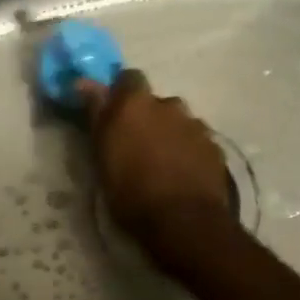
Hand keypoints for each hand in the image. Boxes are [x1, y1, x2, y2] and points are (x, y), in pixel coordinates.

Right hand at [80, 70, 230, 250]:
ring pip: (177, 121)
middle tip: (137, 145)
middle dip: (147, 117)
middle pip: (155, 102)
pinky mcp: (214, 146)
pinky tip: (183, 173)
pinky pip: (196, 140)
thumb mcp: (102, 157)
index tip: (114, 114)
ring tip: (163, 163)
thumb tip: (84, 82)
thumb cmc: (131, 192)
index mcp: (135, 103)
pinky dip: (188, 150)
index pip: (127, 78)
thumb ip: (97, 115)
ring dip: (169, 133)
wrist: (184, 221)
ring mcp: (195, 124)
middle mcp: (168, 104)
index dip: (120, 94)